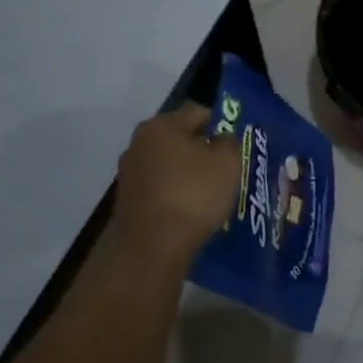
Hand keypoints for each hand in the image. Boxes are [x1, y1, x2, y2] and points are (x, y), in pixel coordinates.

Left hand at [111, 104, 241, 264]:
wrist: (150, 249)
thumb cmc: (192, 194)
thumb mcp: (228, 161)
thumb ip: (229, 142)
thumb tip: (220, 140)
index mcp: (161, 125)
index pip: (199, 113)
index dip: (221, 126)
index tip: (235, 147)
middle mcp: (139, 143)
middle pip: (181, 139)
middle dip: (203, 151)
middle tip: (225, 170)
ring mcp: (129, 173)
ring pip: (169, 165)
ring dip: (188, 175)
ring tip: (209, 195)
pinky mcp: (127, 202)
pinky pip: (160, 188)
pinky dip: (175, 195)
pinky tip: (189, 211)